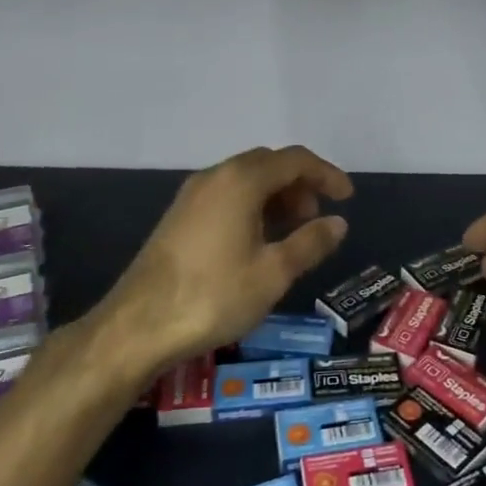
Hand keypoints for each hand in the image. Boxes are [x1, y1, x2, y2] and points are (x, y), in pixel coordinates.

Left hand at [99, 145, 352, 378]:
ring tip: (292, 232)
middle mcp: (215, 176)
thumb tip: (338, 223)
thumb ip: (310, 242)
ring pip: (245, 179)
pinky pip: (227, 195)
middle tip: (317, 217)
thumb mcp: (273, 273)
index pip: (294, 160)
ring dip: (276, 196)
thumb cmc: (214, 296)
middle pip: (268, 164)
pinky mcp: (179, 216)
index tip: (347, 198)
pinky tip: (258, 240)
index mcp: (241, 181)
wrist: (137, 326)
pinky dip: (252, 206)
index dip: (326, 175)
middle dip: (300, 184)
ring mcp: (192, 195)